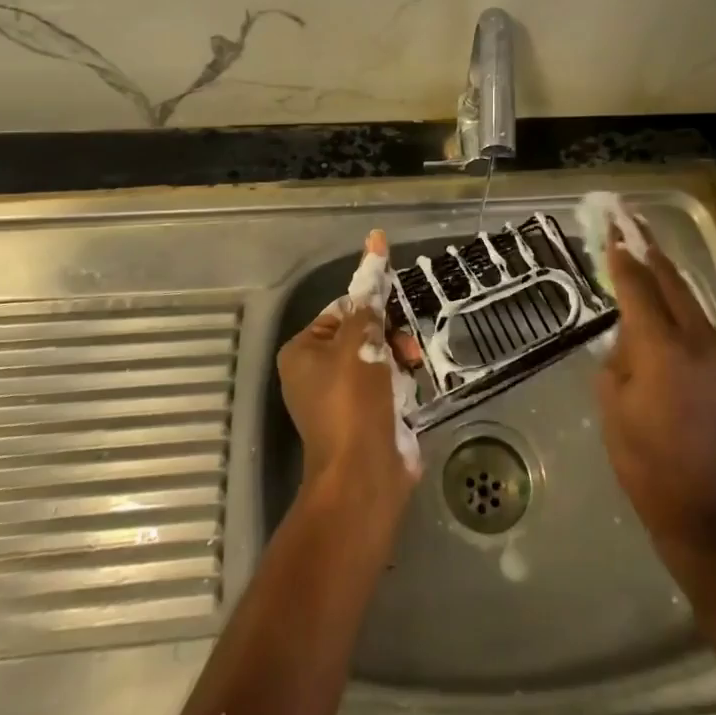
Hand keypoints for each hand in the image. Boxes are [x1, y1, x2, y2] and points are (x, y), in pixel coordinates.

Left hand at [278, 231, 420, 530]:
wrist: (364, 476)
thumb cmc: (353, 401)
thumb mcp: (361, 341)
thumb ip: (370, 295)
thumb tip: (375, 237)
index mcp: (303, 350)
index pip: (342, 309)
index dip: (371, 307)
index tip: (394, 312)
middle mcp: (316, 371)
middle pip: (363, 333)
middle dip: (390, 337)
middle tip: (405, 350)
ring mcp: (341, 398)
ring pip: (381, 358)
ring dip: (400, 361)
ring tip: (412, 372)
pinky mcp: (365, 418)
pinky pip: (388, 385)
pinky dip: (402, 385)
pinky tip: (411, 393)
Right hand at [597, 221, 715, 557]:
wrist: (701, 503)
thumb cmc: (642, 456)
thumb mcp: (612, 399)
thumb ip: (621, 351)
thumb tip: (631, 328)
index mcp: (663, 350)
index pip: (638, 288)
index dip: (622, 257)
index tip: (611, 228)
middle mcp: (699, 340)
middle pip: (670, 281)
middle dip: (647, 249)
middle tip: (628, 219)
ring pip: (688, 296)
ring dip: (664, 273)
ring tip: (643, 246)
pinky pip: (698, 318)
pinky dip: (677, 301)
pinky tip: (663, 293)